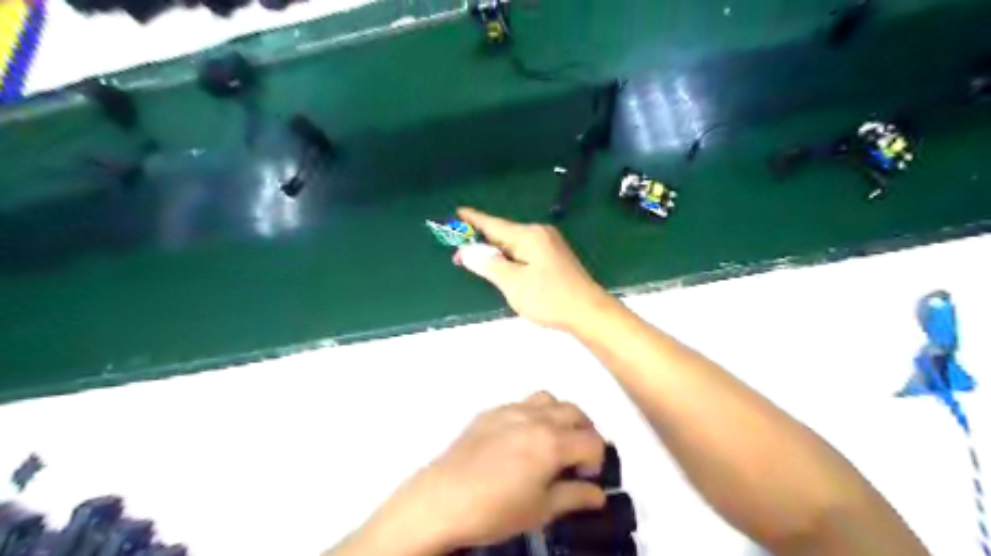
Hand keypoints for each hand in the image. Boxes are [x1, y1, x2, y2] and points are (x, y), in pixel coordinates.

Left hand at [356, 393, 604, 553]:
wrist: (443, 499)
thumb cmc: (495, 510)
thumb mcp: (540, 510)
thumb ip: (574, 497)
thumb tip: (598, 494)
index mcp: (552, 442)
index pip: (592, 442)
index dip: (597, 461)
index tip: (586, 477)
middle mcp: (536, 418)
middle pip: (575, 412)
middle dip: (584, 432)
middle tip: (576, 457)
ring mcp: (511, 410)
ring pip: (548, 399)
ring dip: (560, 415)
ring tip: (554, 438)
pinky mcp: (490, 411)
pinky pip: (521, 403)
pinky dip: (533, 413)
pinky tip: (522, 436)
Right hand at [454, 207, 611, 330]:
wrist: (588, 312)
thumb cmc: (548, 297)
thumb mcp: (512, 282)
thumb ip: (488, 264)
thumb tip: (467, 250)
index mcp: (528, 235)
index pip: (494, 224)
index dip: (473, 220)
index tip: (457, 212)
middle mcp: (540, 234)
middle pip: (504, 234)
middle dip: (482, 243)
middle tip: (460, 255)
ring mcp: (550, 245)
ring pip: (515, 245)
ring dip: (496, 253)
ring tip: (478, 264)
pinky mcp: (555, 258)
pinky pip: (525, 252)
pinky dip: (511, 259)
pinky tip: (504, 268)